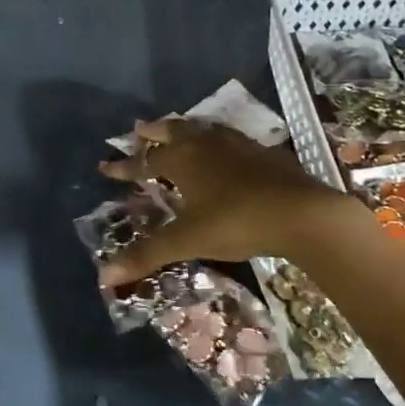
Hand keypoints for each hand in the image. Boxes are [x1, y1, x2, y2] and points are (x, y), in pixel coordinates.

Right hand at [95, 118, 343, 283]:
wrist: (301, 212)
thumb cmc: (235, 222)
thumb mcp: (187, 240)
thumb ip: (147, 255)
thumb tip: (103, 276)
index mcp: (182, 160)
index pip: (144, 161)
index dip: (124, 166)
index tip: (105, 167)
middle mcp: (206, 144)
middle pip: (173, 131)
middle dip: (153, 132)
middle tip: (139, 129)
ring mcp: (237, 145)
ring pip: (202, 129)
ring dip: (185, 130)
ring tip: (177, 131)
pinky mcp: (263, 152)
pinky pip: (229, 139)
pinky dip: (215, 140)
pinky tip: (224, 151)